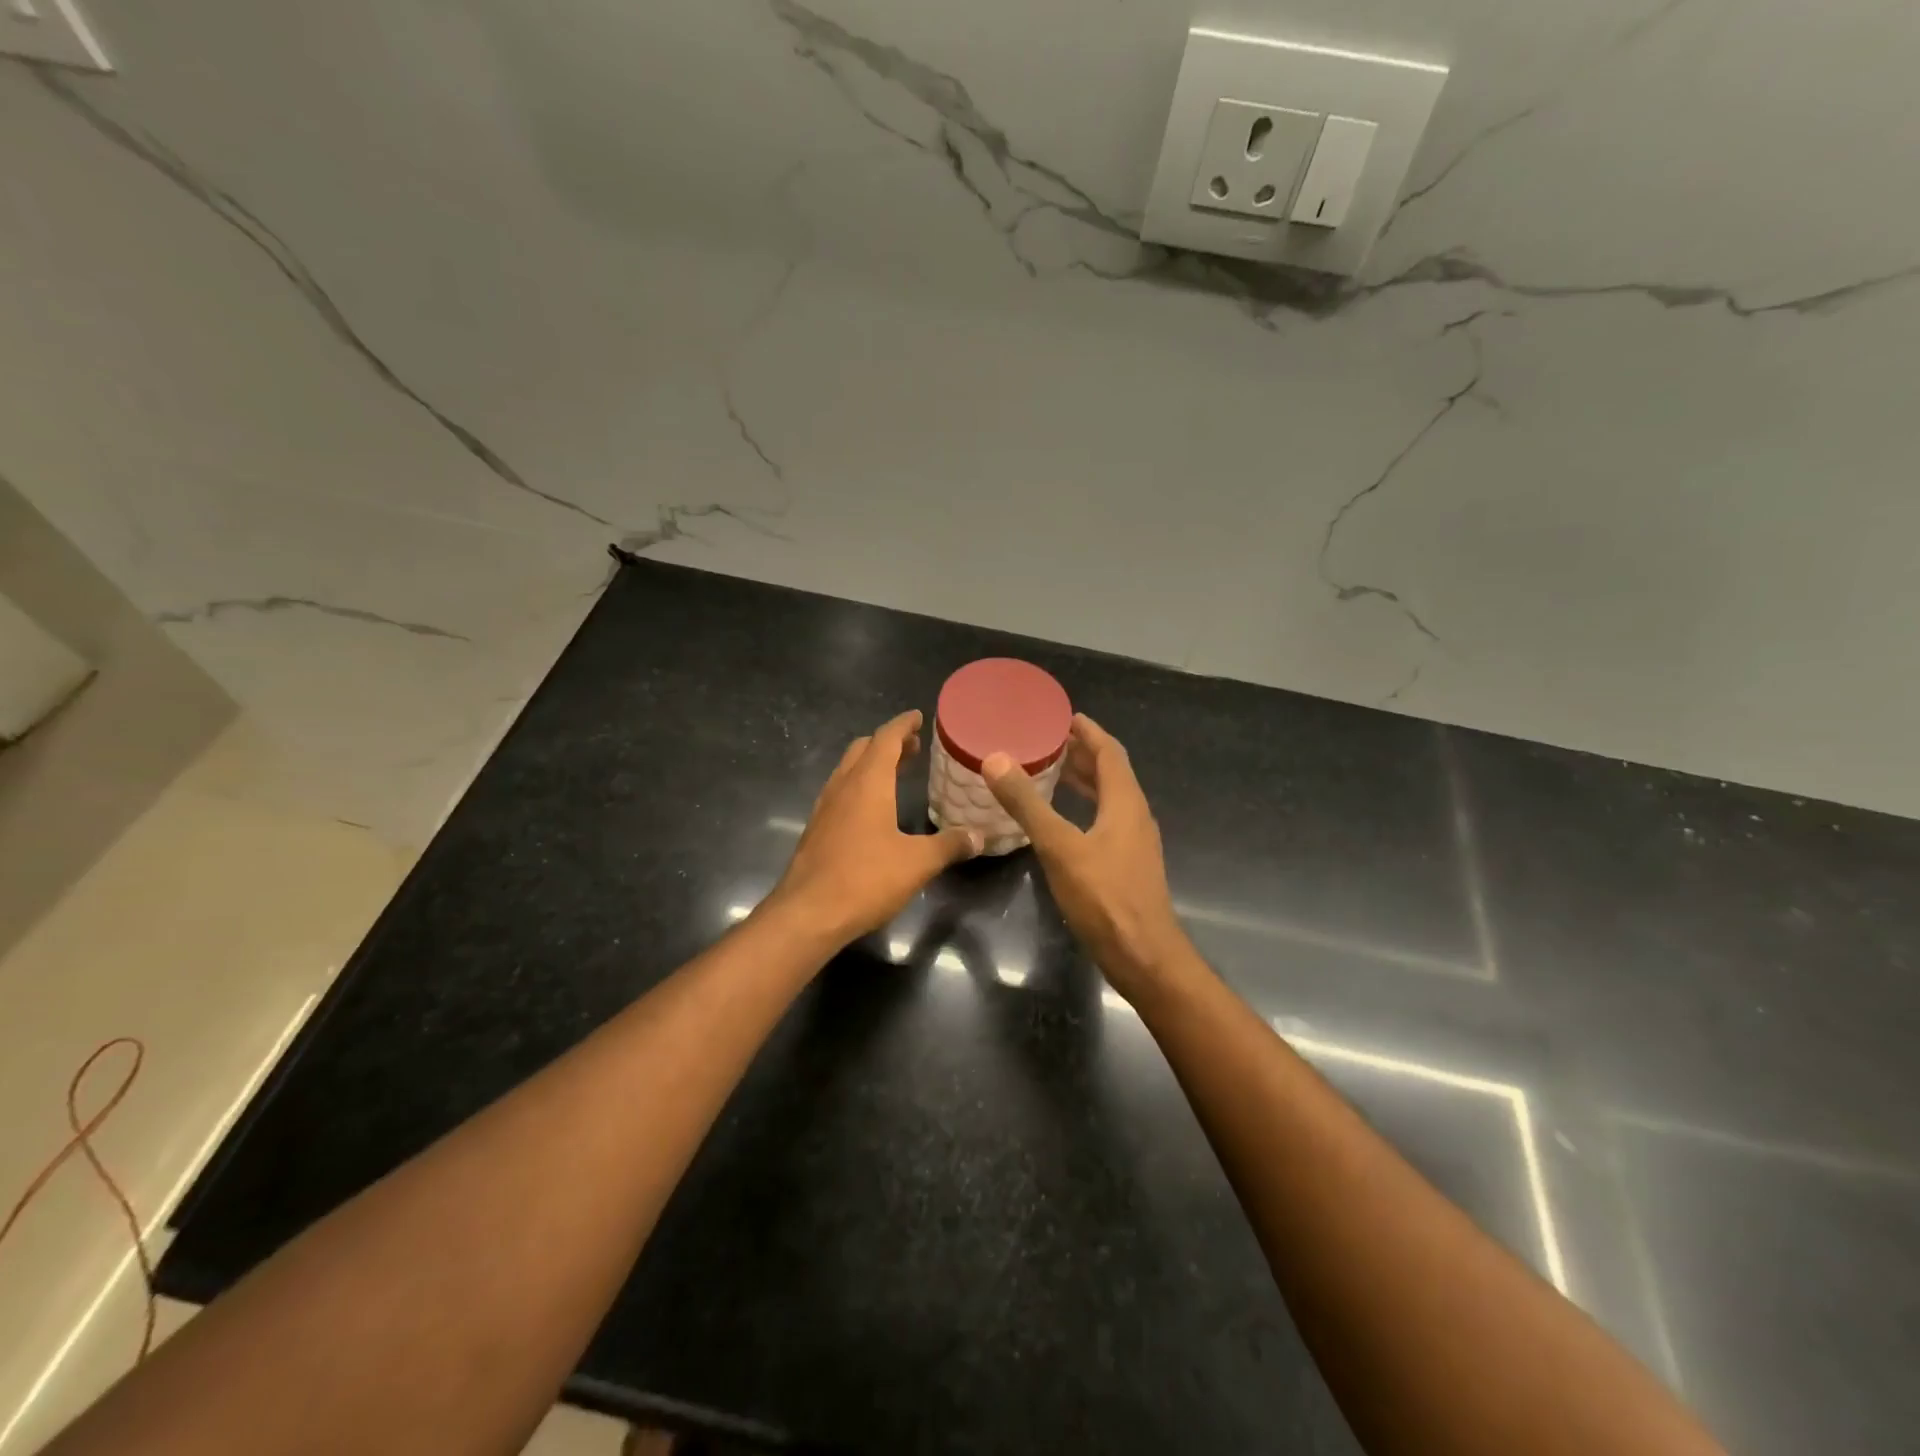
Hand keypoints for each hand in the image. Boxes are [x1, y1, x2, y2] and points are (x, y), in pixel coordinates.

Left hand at [767, 710, 980, 943]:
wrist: (807, 914)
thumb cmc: (865, 879)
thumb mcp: (918, 863)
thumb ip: (950, 845)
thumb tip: (979, 836)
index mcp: (868, 782)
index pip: (886, 738)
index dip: (903, 724)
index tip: (917, 716)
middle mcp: (843, 786)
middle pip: (863, 749)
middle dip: (888, 742)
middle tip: (913, 747)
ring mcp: (825, 807)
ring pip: (848, 770)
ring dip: (871, 764)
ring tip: (895, 773)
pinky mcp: (816, 829)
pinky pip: (840, 792)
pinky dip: (859, 786)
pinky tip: (872, 810)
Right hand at [983, 714, 1188, 1000]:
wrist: (1143, 956)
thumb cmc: (1104, 897)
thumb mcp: (1060, 846)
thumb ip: (1027, 803)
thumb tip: (995, 759)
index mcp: (1125, 802)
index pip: (1110, 753)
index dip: (1089, 732)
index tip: (1065, 717)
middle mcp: (1135, 816)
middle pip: (1112, 774)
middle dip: (1083, 755)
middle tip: (1050, 742)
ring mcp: (1134, 843)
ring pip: (1109, 800)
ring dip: (1085, 782)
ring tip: (1053, 773)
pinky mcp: (1128, 866)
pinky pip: (1106, 822)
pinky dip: (1085, 809)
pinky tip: (1063, 823)